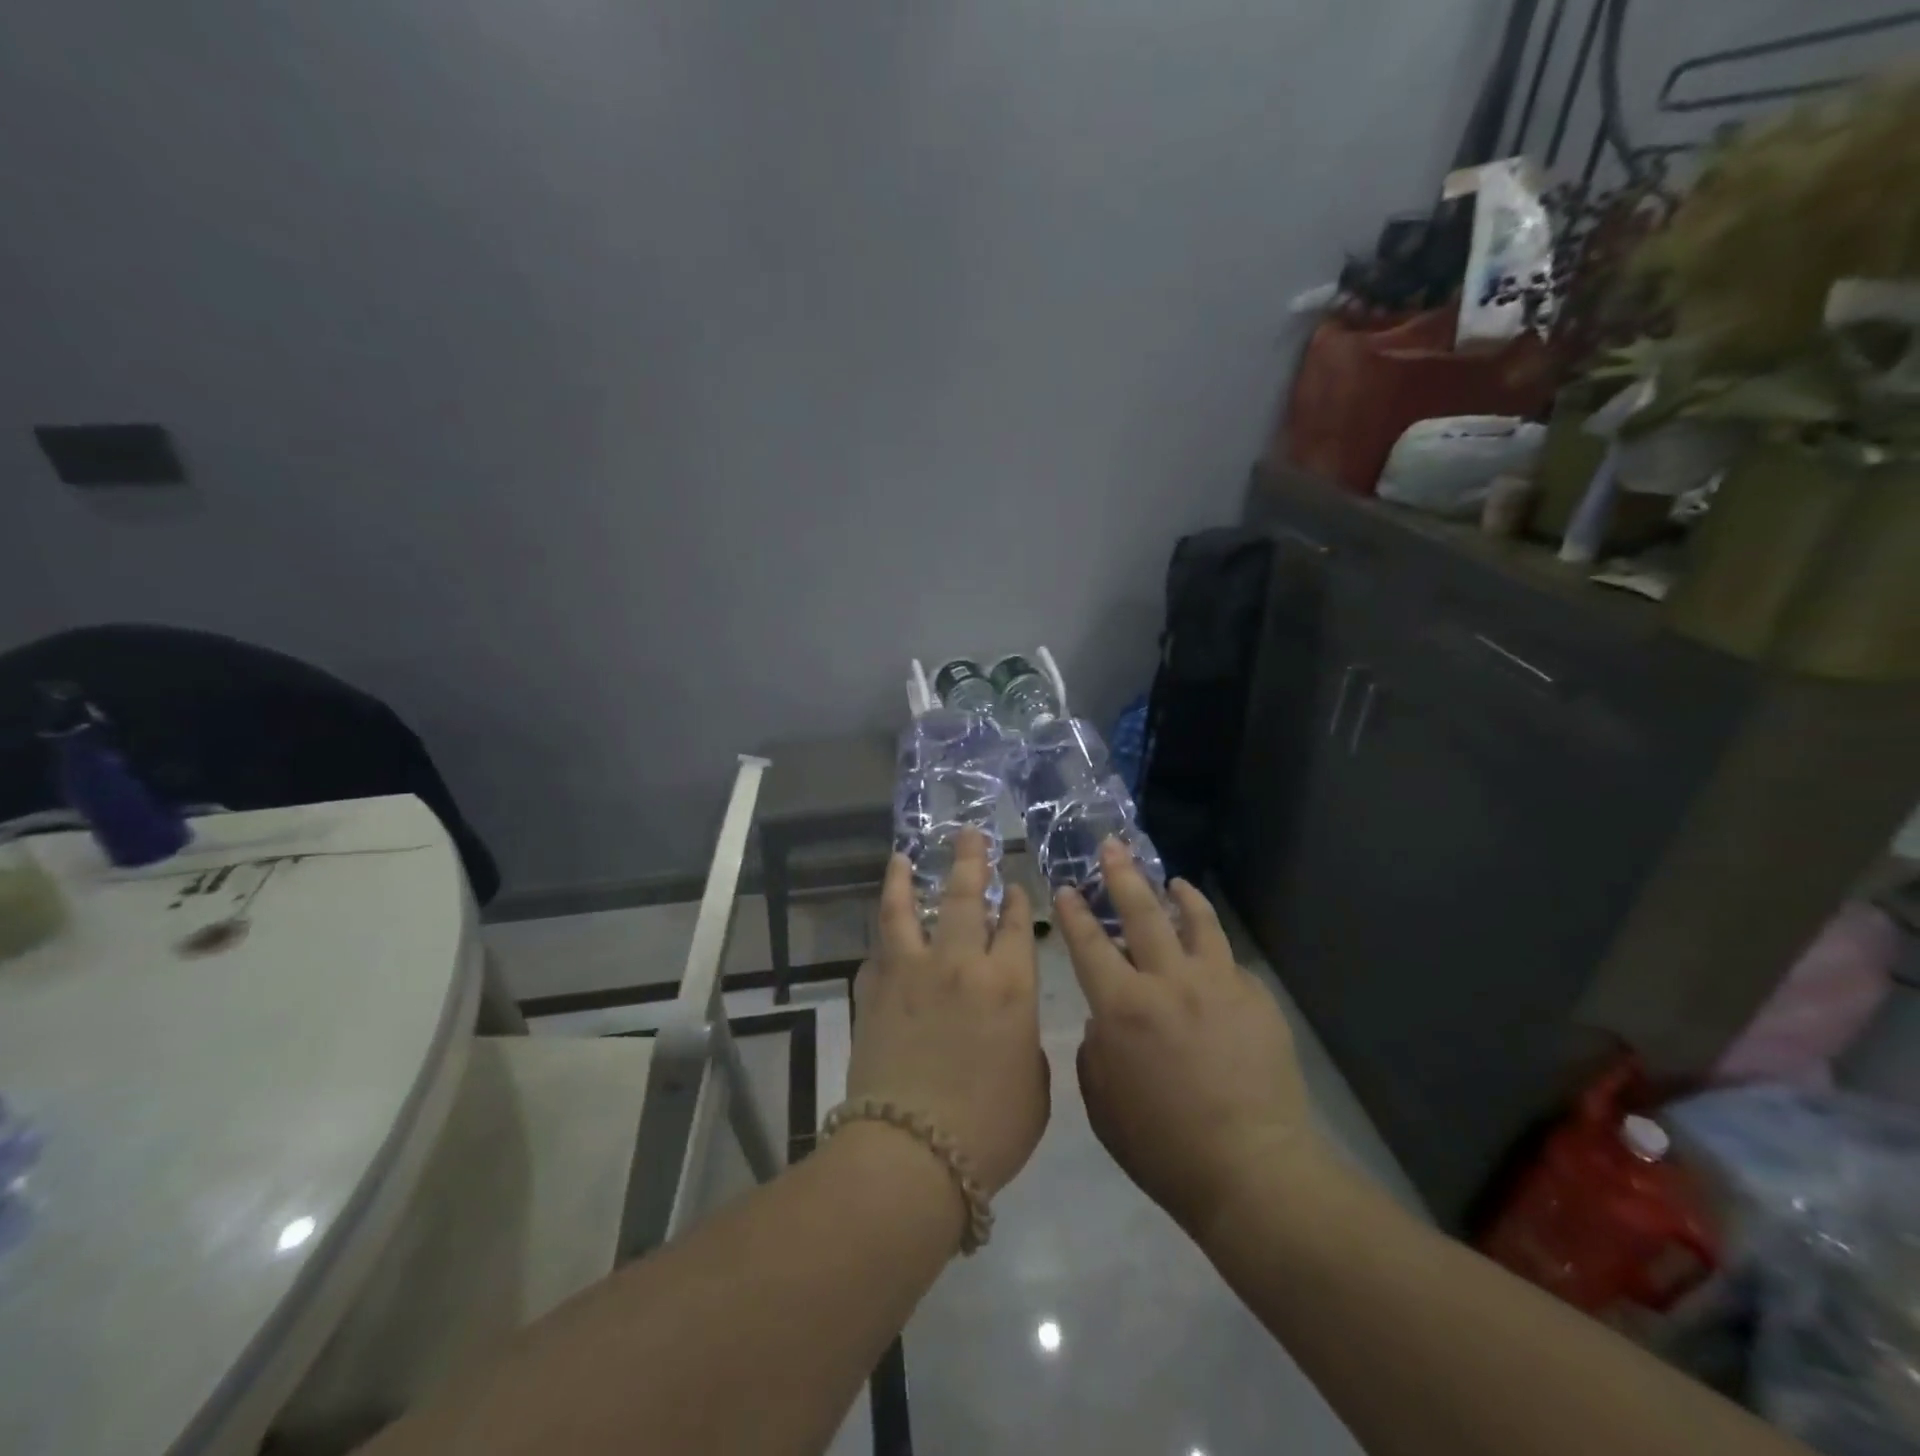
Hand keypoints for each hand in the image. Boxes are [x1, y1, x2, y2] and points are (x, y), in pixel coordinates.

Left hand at [847, 829, 1048, 1196]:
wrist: (911, 1154)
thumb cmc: (989, 1131)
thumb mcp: (1034, 1089)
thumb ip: (1025, 1044)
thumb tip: (1007, 1025)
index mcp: (1011, 987)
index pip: (1018, 927)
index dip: (1017, 903)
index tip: (1014, 887)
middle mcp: (962, 966)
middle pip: (967, 898)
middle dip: (971, 861)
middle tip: (970, 834)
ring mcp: (912, 973)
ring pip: (909, 909)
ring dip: (907, 878)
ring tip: (903, 855)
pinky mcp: (874, 990)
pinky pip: (878, 950)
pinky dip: (882, 935)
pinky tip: (883, 926)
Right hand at [1057, 841, 1316, 1236]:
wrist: (1252, 1171)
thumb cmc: (1163, 1146)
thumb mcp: (1102, 1104)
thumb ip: (1094, 1050)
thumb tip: (1106, 1020)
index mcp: (1123, 1008)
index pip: (1089, 944)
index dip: (1073, 913)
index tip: (1065, 888)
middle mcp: (1168, 982)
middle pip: (1141, 913)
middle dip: (1121, 875)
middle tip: (1111, 847)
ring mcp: (1218, 985)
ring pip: (1196, 922)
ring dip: (1179, 896)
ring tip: (1173, 881)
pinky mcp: (1255, 999)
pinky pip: (1230, 963)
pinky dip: (1213, 950)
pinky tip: (1211, 955)